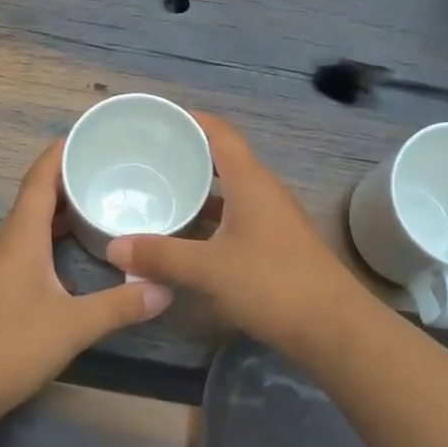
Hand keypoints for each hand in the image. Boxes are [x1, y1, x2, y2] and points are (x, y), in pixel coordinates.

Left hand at [0, 138, 171, 419]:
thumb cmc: (8, 344)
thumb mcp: (72, 325)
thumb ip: (120, 306)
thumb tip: (165, 288)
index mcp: (22, 235)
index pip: (40, 177)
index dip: (61, 151)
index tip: (91, 133)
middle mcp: (7, 242)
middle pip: (37, 196)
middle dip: (69, 178)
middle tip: (110, 169)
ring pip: (32, 224)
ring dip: (61, 210)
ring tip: (99, 204)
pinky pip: (28, 247)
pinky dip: (52, 238)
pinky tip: (74, 255)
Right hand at [107, 113, 364, 355]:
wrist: (333, 328)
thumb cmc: (272, 283)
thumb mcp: (209, 269)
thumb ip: (161, 255)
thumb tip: (114, 245)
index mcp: (251, 182)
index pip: (221, 134)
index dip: (192, 120)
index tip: (158, 118)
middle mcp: (264, 193)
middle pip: (223, 161)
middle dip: (188, 157)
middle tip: (147, 160)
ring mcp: (273, 220)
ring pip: (230, 194)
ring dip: (199, 193)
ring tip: (160, 194)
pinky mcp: (276, 246)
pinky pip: (236, 220)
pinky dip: (210, 222)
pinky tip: (187, 238)